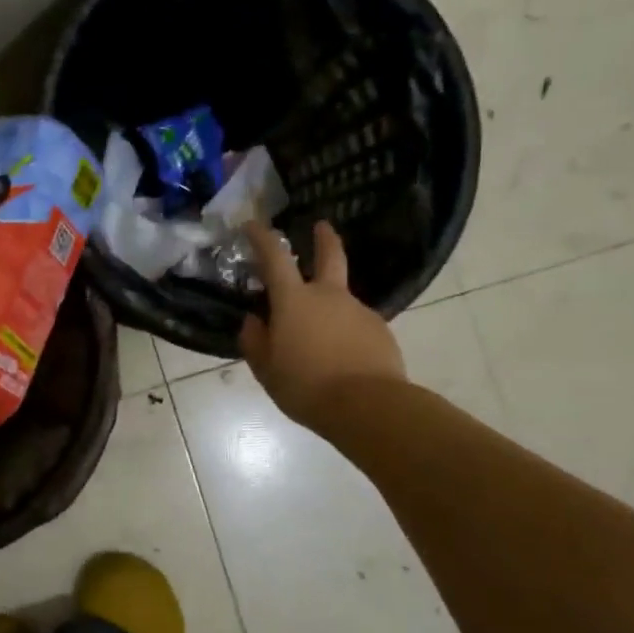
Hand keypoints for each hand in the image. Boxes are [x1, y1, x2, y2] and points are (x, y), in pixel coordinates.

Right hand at [240, 222, 405, 431]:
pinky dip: (346, 334)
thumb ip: (255, 341)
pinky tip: (342, 359)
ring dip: (329, 309)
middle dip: (324, 238)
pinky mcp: (380, 331)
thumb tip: (254, 321)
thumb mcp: (266, 370)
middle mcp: (328, 296)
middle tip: (321, 226)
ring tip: (320, 343)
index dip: (262, 237)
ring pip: (340, 300)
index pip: (274, 257)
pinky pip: (356, 325)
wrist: (369, 407)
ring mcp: (358, 311)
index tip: (253, 225)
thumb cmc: (306, 386)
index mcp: (294, 301)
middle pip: (329, 256)